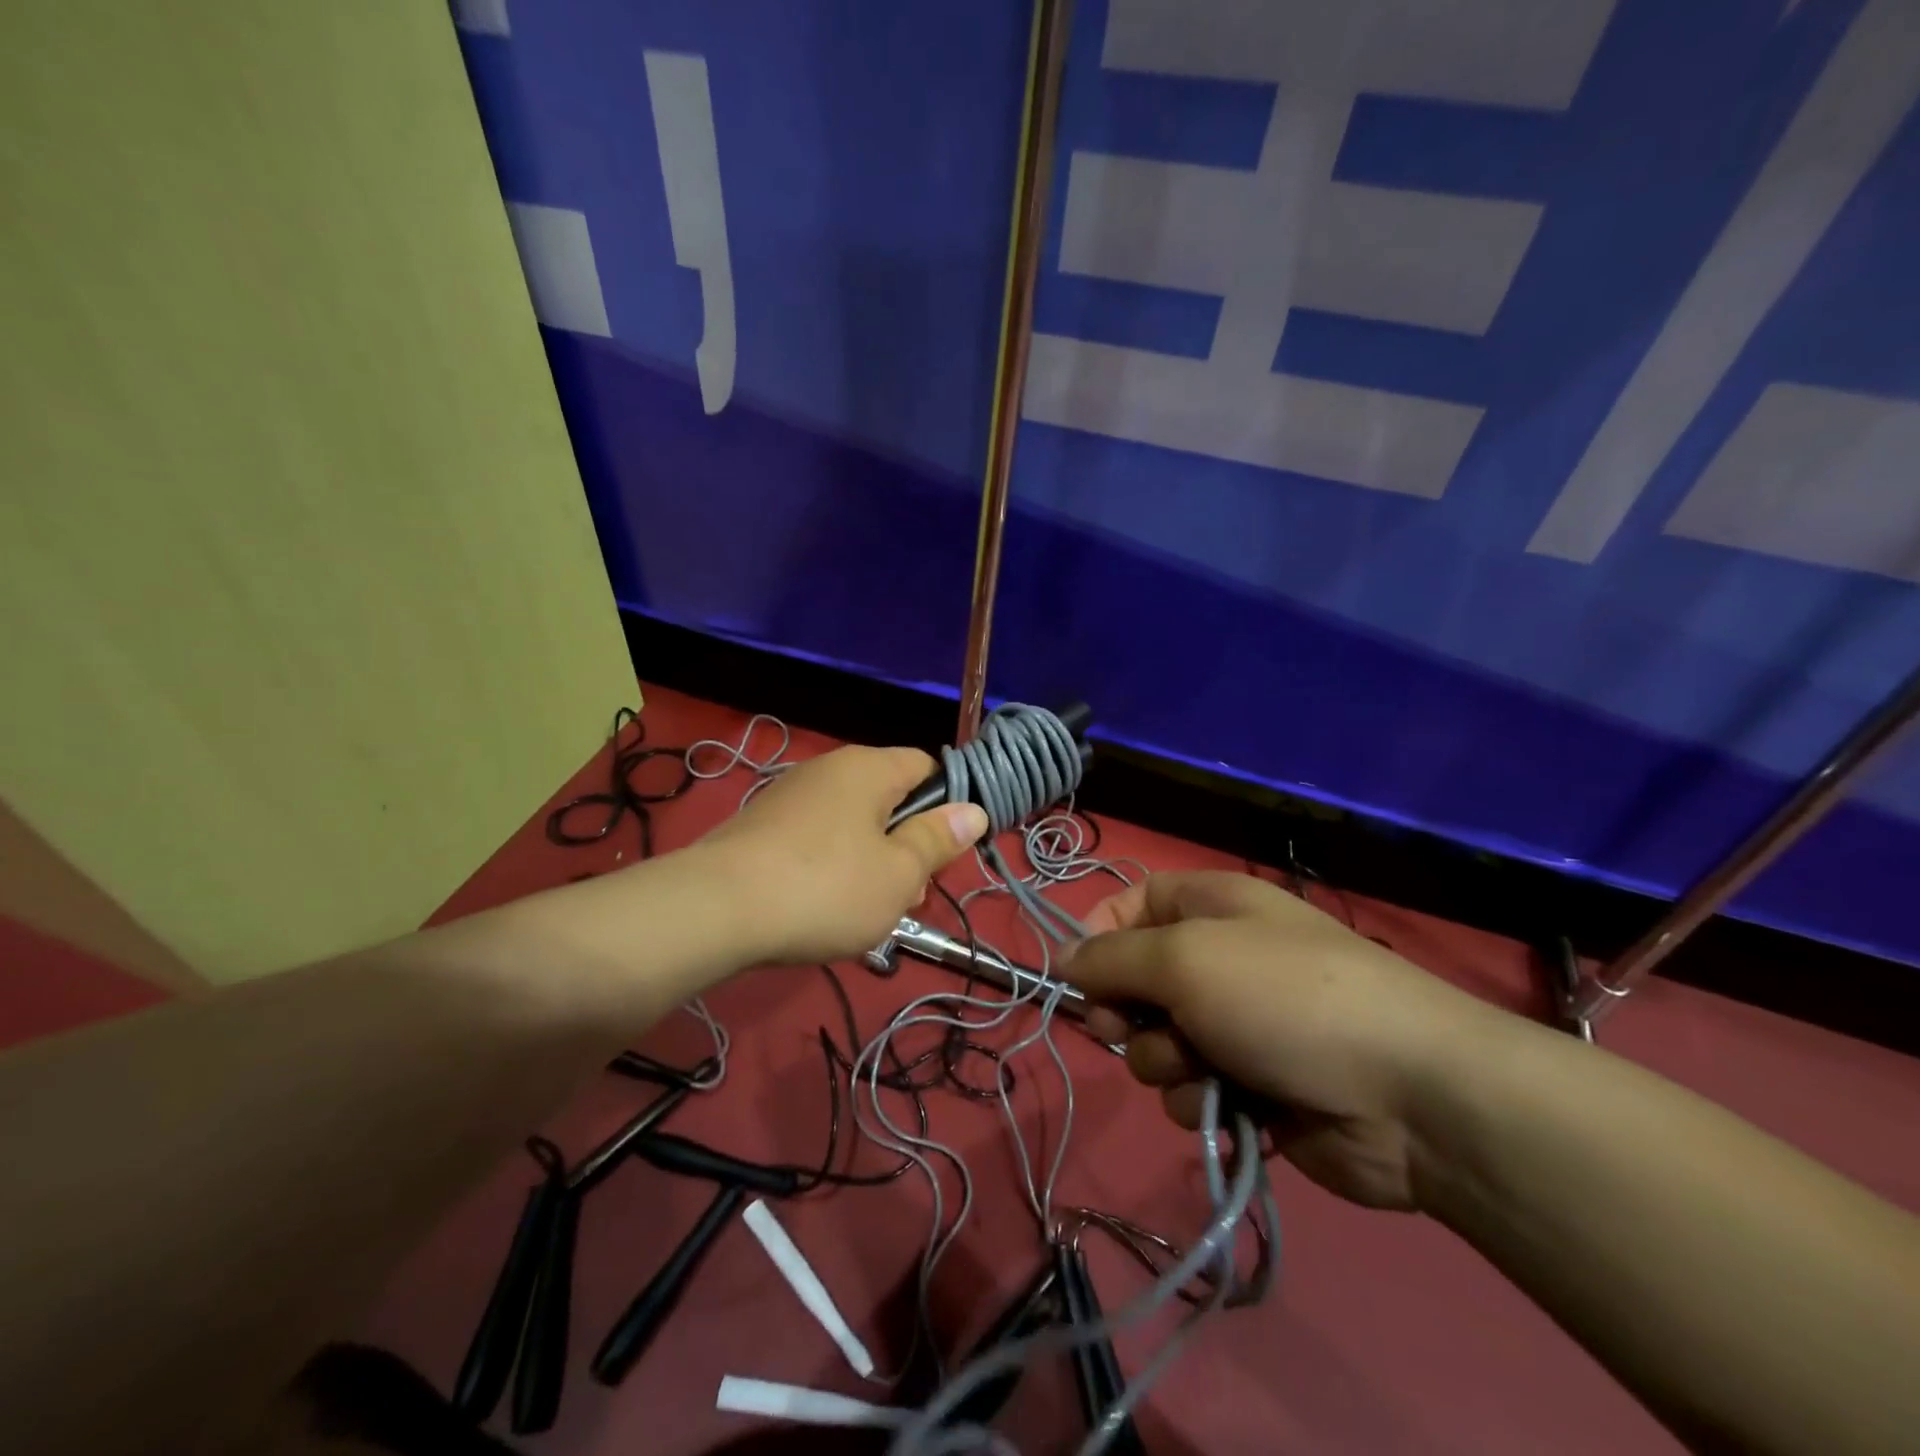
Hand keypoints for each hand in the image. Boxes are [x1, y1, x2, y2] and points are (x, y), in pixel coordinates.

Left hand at [695, 745, 987, 965]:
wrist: (715, 910)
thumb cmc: (825, 888)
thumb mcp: (899, 873)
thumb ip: (938, 839)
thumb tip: (973, 810)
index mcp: (868, 768)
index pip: (926, 767)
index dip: (947, 805)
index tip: (947, 851)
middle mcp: (829, 769)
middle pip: (889, 798)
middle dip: (907, 844)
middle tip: (909, 894)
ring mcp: (790, 796)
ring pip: (853, 823)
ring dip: (872, 862)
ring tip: (868, 911)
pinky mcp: (762, 826)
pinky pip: (816, 839)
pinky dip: (831, 867)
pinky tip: (823, 907)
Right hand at [1065, 871, 1505, 1210]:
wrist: (1410, 1096)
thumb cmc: (1284, 998)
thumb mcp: (1183, 959)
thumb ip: (1110, 958)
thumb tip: (1060, 957)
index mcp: (1210, 905)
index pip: (1130, 903)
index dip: (1098, 935)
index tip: (1076, 975)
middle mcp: (1221, 957)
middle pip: (1136, 979)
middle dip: (1126, 1011)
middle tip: (1127, 1027)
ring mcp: (1238, 1023)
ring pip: (1158, 1041)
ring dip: (1165, 1061)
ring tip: (1203, 1069)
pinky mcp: (1254, 1084)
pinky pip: (1192, 1088)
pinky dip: (1200, 1098)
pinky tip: (1229, 1105)